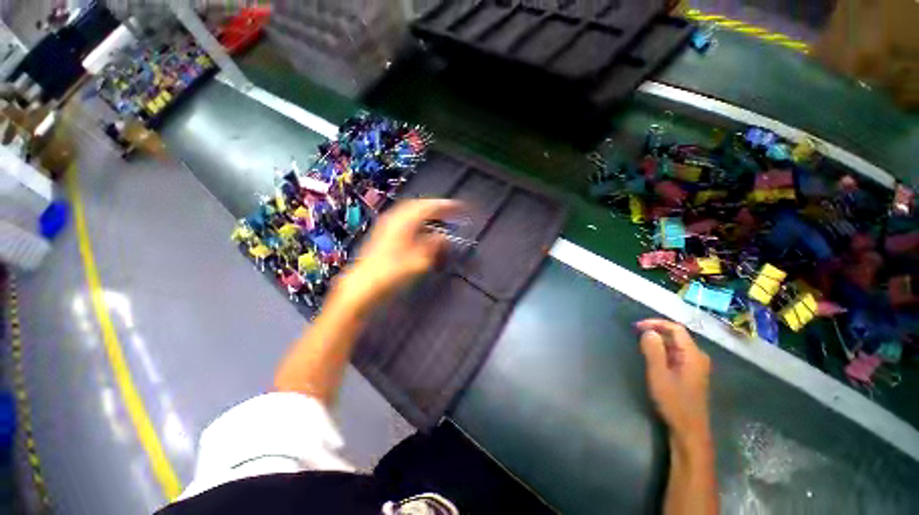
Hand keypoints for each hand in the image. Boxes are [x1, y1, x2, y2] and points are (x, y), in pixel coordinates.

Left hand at [335, 199, 461, 310]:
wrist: (362, 286)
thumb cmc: (391, 273)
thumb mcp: (418, 261)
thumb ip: (434, 246)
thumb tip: (445, 237)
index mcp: (403, 222)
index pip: (428, 207)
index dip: (446, 206)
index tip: (460, 207)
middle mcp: (394, 219)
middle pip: (418, 205)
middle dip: (436, 206)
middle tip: (451, 211)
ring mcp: (387, 225)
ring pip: (410, 212)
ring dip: (427, 213)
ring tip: (440, 218)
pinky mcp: (383, 234)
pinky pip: (405, 220)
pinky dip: (418, 221)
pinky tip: (422, 230)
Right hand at [637, 319, 711, 441]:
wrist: (689, 430)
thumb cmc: (674, 402)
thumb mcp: (659, 375)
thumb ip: (653, 351)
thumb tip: (648, 332)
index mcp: (693, 355)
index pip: (676, 329)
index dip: (656, 323)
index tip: (637, 326)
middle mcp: (698, 357)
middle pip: (677, 336)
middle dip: (656, 332)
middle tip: (636, 334)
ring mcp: (696, 366)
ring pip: (676, 345)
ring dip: (659, 342)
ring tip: (641, 344)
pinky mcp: (692, 374)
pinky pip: (677, 355)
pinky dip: (663, 351)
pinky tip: (652, 357)